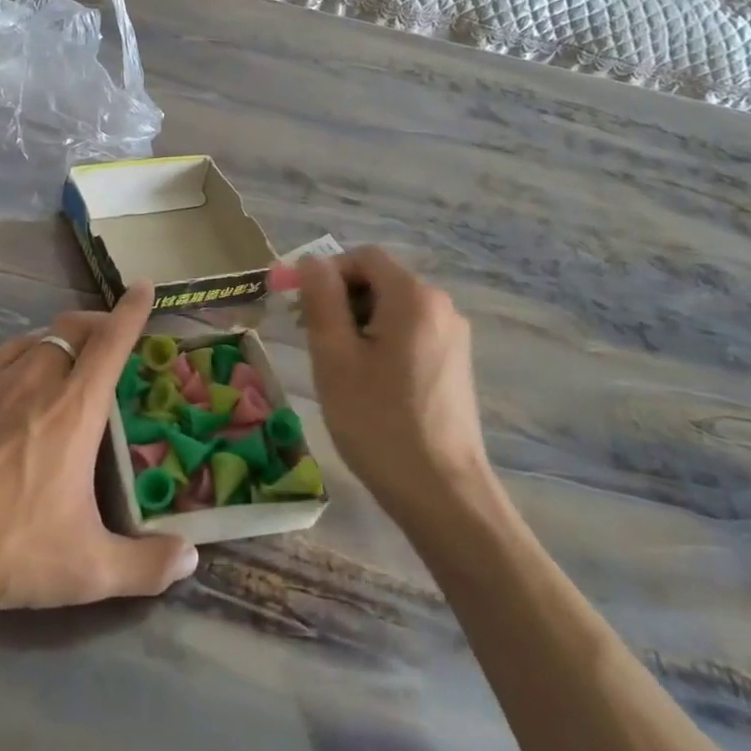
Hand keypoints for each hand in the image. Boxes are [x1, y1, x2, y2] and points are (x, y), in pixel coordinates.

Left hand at [0, 284, 197, 630]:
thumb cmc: (8, 548)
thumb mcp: (86, 569)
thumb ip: (147, 566)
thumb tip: (192, 558)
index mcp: (74, 409)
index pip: (111, 344)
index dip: (131, 312)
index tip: (144, 287)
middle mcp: (35, 381)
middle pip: (72, 329)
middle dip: (97, 323)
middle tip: (110, 338)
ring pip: (35, 337)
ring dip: (60, 338)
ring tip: (69, 357)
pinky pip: (0, 356)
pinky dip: (23, 352)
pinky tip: (18, 377)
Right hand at [296, 248, 489, 515]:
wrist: (441, 492)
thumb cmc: (378, 421)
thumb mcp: (335, 357)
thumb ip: (322, 300)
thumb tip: (311, 260)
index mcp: (413, 297)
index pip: (363, 257)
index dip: (325, 273)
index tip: (296, 306)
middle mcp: (440, 307)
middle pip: (379, 280)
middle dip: (338, 299)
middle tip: (309, 338)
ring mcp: (452, 336)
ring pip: (392, 308)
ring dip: (356, 322)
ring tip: (334, 364)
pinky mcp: (454, 363)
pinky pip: (408, 332)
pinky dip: (379, 341)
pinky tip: (365, 380)